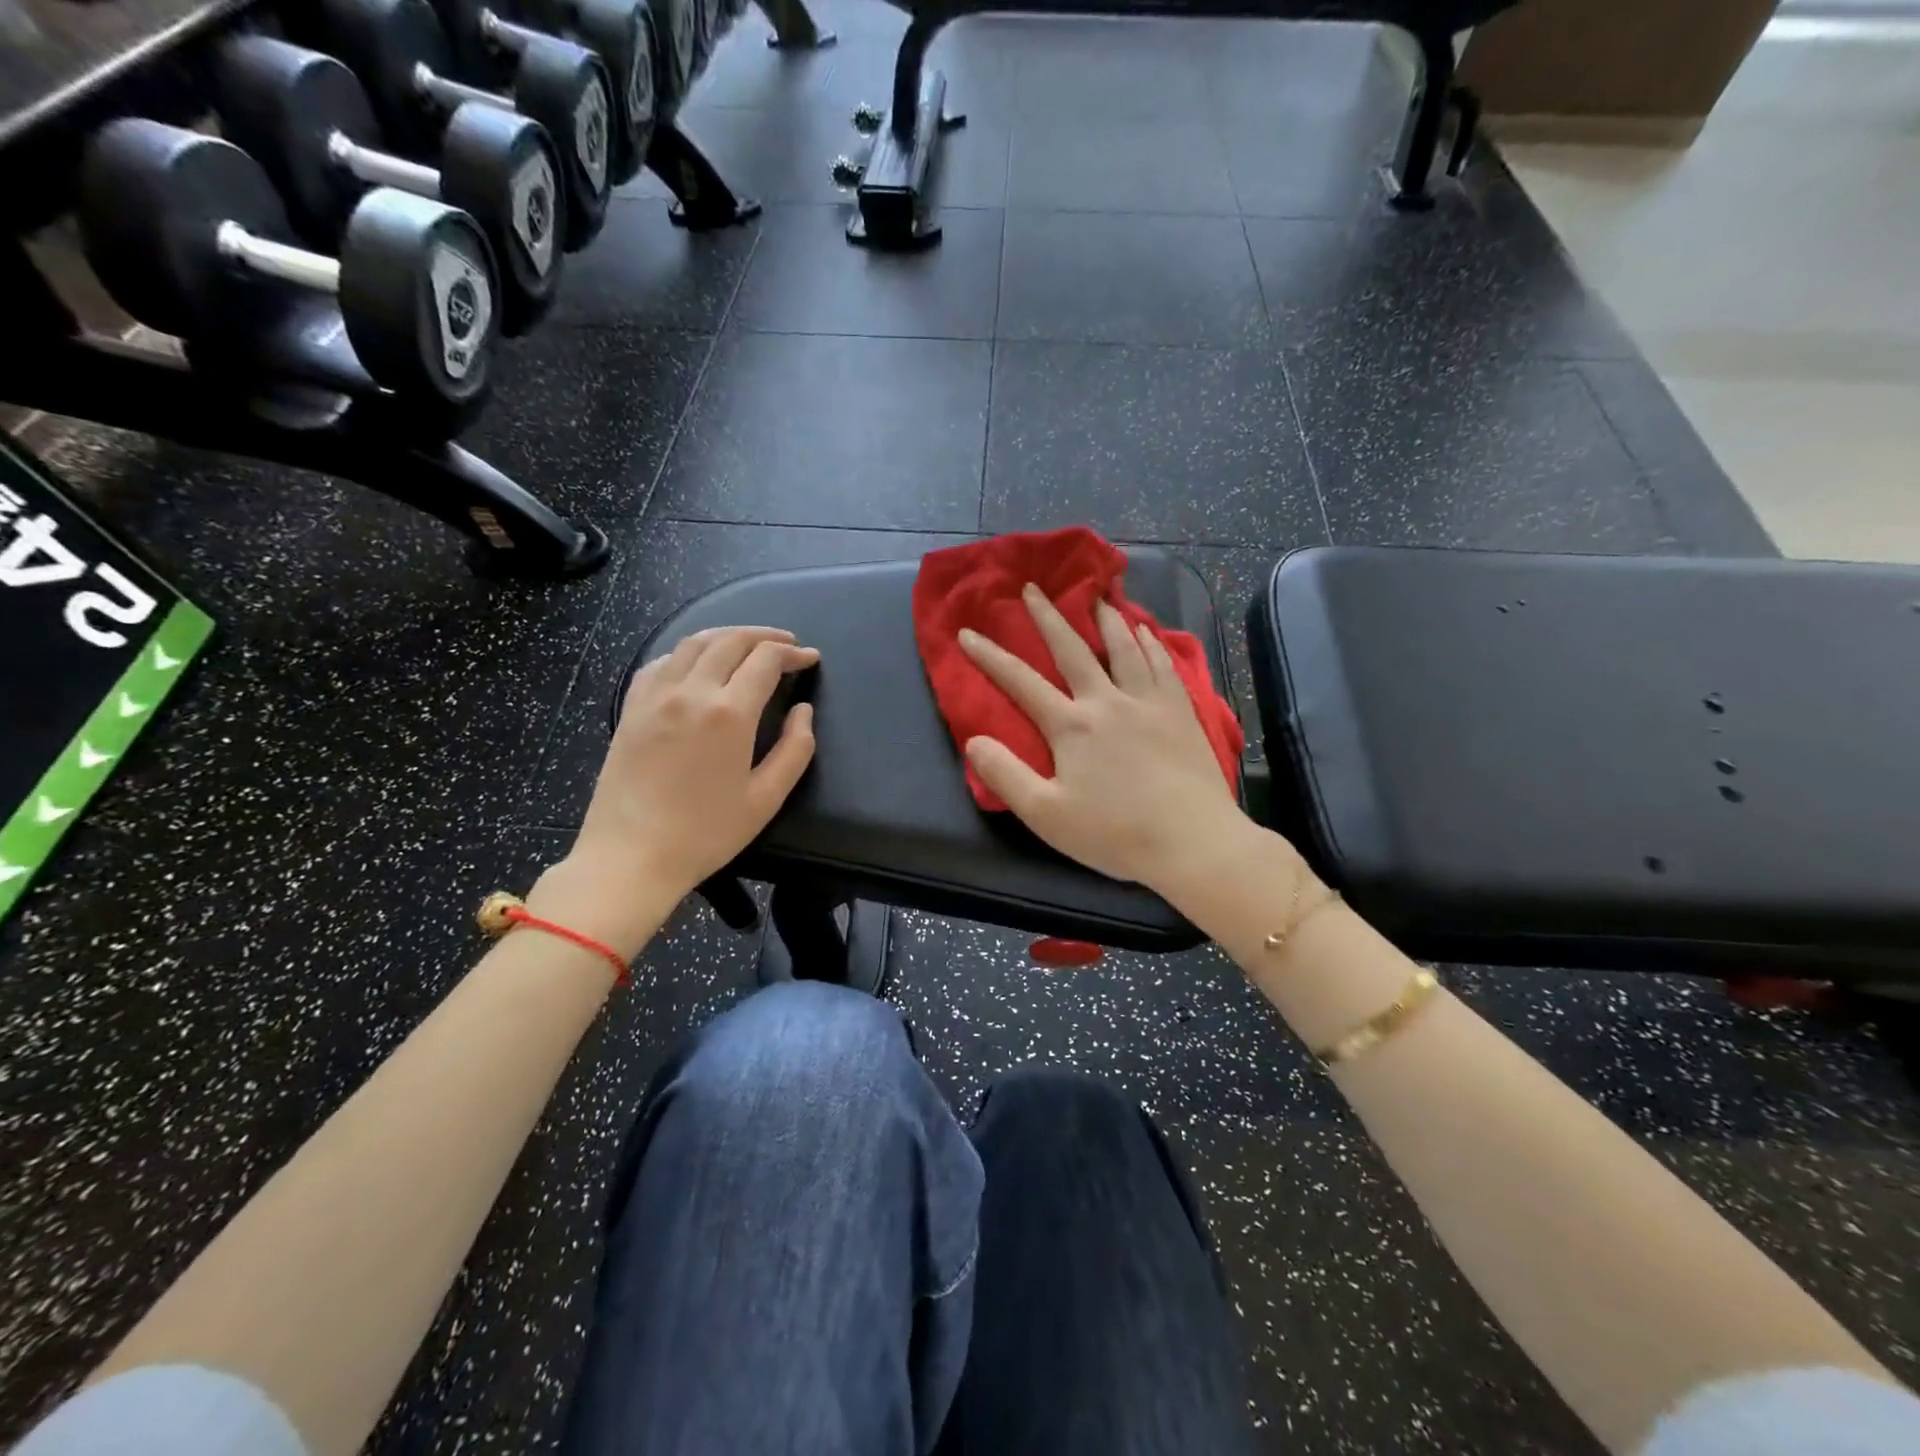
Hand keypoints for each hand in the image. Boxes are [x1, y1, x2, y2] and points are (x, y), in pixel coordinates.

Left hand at [548, 627, 817, 953]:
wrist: (630, 856)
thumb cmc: (705, 833)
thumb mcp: (766, 799)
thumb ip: (795, 749)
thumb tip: (803, 711)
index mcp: (729, 713)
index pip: (766, 660)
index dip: (793, 653)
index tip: (810, 658)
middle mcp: (691, 692)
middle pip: (730, 641)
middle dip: (764, 636)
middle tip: (786, 644)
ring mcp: (655, 696)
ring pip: (693, 643)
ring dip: (727, 636)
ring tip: (748, 644)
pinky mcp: (631, 708)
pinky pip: (661, 662)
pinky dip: (687, 652)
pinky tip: (697, 664)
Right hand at [958, 584, 1255, 905]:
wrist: (1192, 842)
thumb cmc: (1115, 834)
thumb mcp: (1046, 815)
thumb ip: (1006, 776)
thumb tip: (973, 741)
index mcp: (1071, 726)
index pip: (1020, 682)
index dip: (989, 656)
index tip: (967, 632)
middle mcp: (1107, 701)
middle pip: (1072, 649)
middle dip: (1047, 617)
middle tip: (1033, 588)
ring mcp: (1148, 702)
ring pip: (1123, 647)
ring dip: (1105, 618)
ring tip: (1095, 596)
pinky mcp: (1180, 711)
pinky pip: (1162, 664)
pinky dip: (1149, 642)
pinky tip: (1146, 631)